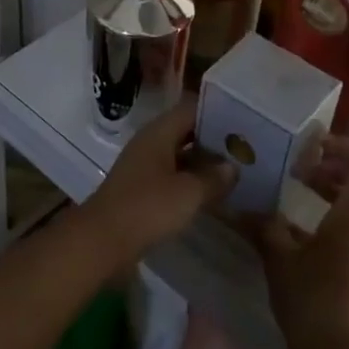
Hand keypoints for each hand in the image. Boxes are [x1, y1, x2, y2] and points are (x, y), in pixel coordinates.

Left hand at [82, 98, 234, 260]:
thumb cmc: (147, 207)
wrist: (103, 240)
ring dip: (203, 163)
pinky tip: (212, 194)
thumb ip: (214, 177)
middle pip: (185, 131)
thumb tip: (233, 167)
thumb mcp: (188, 193)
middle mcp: (150, 143)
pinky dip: (190, 181)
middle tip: (245, 148)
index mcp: (158, 132)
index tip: (243, 121)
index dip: (216, 112)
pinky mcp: (141, 189)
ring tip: (236, 171)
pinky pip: (172, 176)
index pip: (191, 108)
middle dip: (213, 139)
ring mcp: (144, 166)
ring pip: (179, 156)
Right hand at [250, 134, 348, 348]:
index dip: (344, 147)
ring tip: (302, 187)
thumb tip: (241, 207)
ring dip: (338, 188)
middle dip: (340, 165)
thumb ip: (264, 226)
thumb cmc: (312, 299)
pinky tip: (301, 226)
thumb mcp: (279, 258)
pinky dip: (336, 212)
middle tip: (307, 164)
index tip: (312, 145)